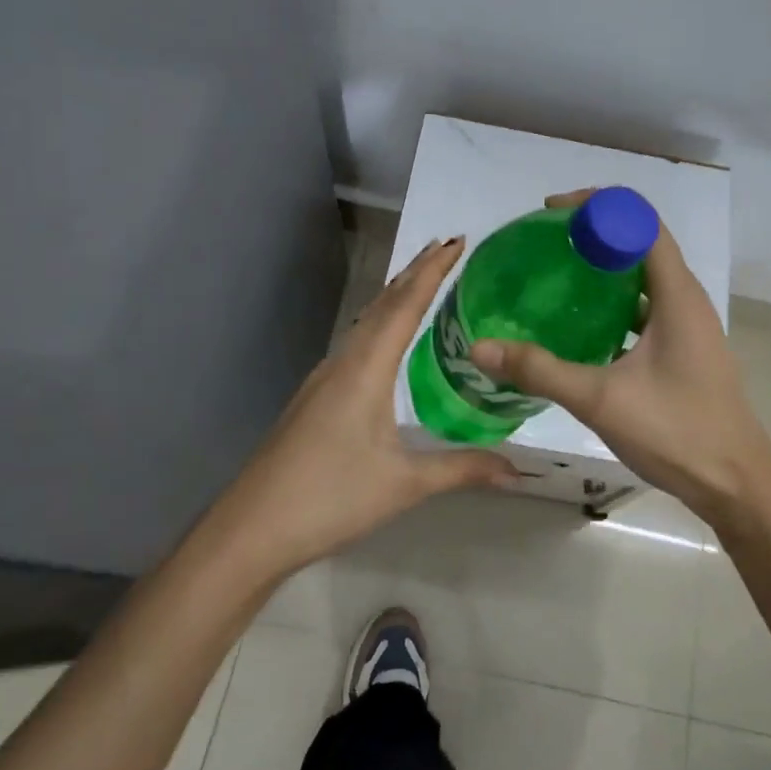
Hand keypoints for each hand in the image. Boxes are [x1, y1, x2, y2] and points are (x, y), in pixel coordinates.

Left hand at [209, 237, 517, 580]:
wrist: (252, 528)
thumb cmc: (330, 498)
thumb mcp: (404, 484)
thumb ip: (463, 469)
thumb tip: (518, 469)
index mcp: (366, 369)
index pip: (405, 306)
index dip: (433, 271)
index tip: (457, 241)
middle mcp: (344, 361)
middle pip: (383, 304)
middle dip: (415, 273)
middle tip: (447, 248)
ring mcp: (324, 378)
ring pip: (366, 322)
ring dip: (395, 296)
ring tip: (422, 280)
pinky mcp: (315, 397)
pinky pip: (356, 342)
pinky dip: (379, 323)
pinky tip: (387, 339)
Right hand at [470, 191, 770, 528]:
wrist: (737, 486)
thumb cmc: (677, 432)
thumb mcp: (602, 399)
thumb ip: (540, 370)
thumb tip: (481, 347)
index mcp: (677, 294)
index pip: (640, 220)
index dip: (598, 205)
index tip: (552, 214)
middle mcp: (686, 299)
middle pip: (640, 242)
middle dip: (593, 233)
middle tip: (544, 244)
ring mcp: (688, 326)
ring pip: (642, 278)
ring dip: (603, 269)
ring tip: (554, 276)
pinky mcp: (683, 350)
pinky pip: (644, 308)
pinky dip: (612, 304)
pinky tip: (578, 326)